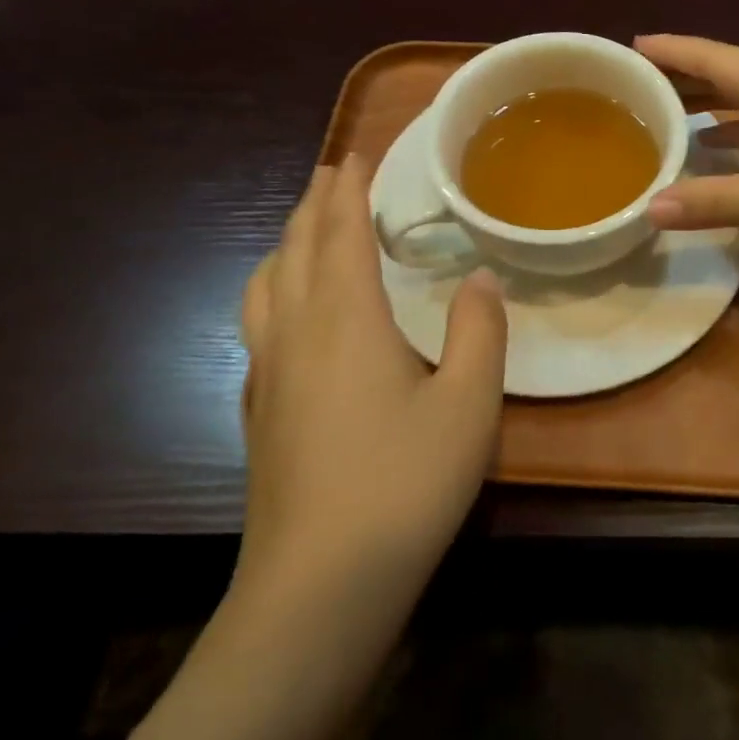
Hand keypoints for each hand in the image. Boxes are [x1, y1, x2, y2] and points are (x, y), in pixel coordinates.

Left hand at [236, 154, 507, 603]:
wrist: (319, 587)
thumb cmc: (404, 484)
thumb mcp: (469, 405)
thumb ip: (479, 331)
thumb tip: (480, 278)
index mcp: (345, 318)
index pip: (342, 230)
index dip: (351, 186)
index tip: (360, 152)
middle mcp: (297, 332)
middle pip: (297, 246)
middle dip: (316, 202)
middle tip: (335, 172)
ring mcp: (267, 372)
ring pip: (266, 283)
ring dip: (287, 241)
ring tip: (309, 230)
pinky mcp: (258, 410)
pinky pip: (259, 321)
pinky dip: (275, 288)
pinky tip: (290, 312)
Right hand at [637, 34, 738, 269]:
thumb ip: (719, 201)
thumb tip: (650, 208)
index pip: (719, 59)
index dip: (675, 50)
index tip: (633, 44)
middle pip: (732, 78)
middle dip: (686, 77)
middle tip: (638, 83)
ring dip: (710, 108)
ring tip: (667, 116)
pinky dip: (738, 140)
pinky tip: (720, 154)